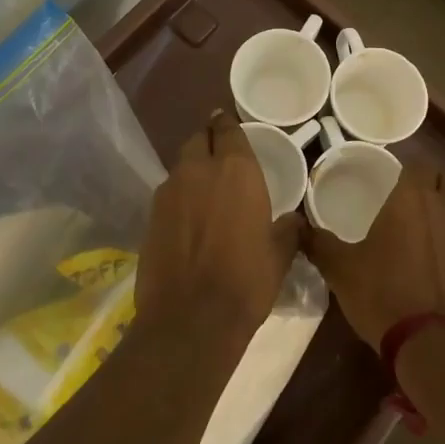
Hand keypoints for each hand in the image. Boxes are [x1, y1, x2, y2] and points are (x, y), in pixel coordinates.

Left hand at [137, 111, 300, 340]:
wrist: (190, 319)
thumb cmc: (246, 281)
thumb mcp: (280, 254)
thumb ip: (288, 228)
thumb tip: (294, 220)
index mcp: (236, 171)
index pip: (227, 128)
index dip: (228, 124)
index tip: (230, 124)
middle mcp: (199, 170)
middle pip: (198, 139)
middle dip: (208, 140)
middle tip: (220, 155)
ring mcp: (169, 191)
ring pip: (181, 165)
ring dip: (193, 169)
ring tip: (205, 189)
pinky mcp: (150, 215)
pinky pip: (168, 192)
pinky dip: (179, 196)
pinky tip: (188, 217)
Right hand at [307, 164, 444, 348]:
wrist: (435, 349)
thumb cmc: (384, 298)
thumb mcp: (341, 271)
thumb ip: (319, 242)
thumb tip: (295, 225)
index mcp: (415, 199)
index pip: (419, 166)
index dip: (411, 176)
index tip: (400, 191)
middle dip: (444, 190)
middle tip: (427, 212)